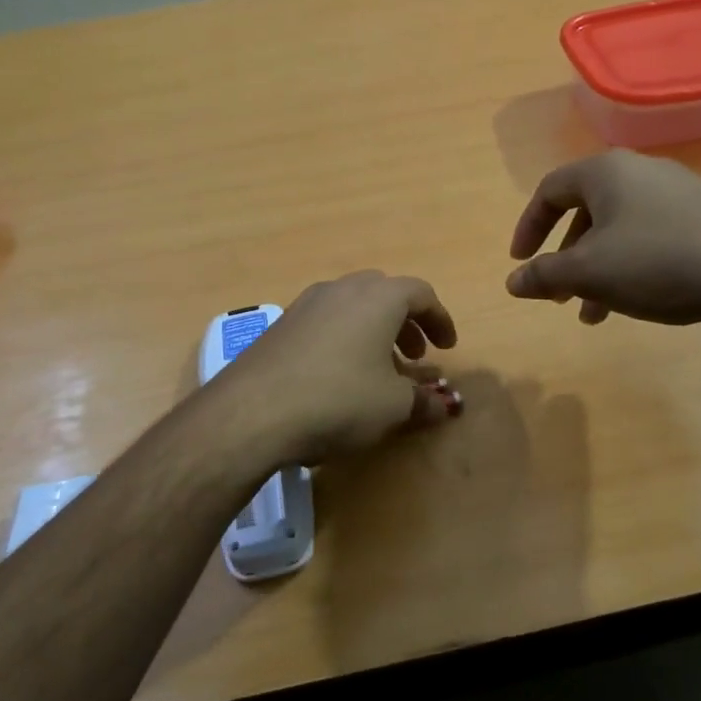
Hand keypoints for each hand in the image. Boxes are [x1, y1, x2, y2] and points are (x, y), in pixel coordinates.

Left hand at [212, 272, 462, 465]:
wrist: (252, 411)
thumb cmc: (339, 400)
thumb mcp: (393, 407)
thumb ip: (423, 402)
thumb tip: (443, 406)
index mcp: (378, 297)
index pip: (421, 294)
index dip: (440, 320)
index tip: (447, 347)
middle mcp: (342, 289)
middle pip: (385, 294)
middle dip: (406, 323)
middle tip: (415, 356)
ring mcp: (306, 303)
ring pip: (352, 306)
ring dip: (374, 331)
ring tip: (379, 369)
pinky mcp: (280, 324)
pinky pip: (326, 321)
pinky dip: (345, 338)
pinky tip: (339, 375)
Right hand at [506, 151, 700, 328]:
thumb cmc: (658, 262)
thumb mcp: (589, 272)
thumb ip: (544, 274)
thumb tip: (512, 281)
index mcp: (605, 172)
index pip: (549, 190)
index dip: (528, 227)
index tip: (520, 262)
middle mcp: (640, 171)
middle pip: (585, 210)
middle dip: (565, 256)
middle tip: (557, 294)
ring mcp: (678, 191)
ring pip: (619, 228)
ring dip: (598, 268)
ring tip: (594, 313)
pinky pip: (651, 235)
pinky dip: (631, 265)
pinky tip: (638, 300)